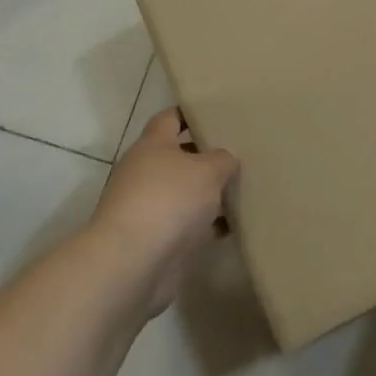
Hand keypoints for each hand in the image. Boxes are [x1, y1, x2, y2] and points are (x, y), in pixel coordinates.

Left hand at [92, 109, 239, 314]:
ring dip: (208, 194)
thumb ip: (222, 160)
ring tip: (242, 189)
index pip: (170, 118)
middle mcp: (145, 173)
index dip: (191, 113)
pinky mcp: (155, 241)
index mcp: (152, 146)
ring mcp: (148, 208)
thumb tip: (225, 161)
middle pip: (179, 157)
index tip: (216, 112)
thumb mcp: (208, 170)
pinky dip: (207, 225)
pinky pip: (187, 226)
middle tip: (239, 153)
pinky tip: (232, 226)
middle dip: (206, 156)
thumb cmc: (169, 200)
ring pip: (184, 193)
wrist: (132, 264)